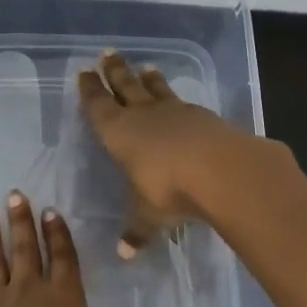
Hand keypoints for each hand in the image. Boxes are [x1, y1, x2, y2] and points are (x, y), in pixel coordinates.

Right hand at [77, 51, 259, 254]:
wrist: (222, 169)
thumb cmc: (169, 190)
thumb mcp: (149, 215)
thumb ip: (137, 230)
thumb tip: (125, 253)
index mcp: (120, 133)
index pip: (99, 106)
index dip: (91, 90)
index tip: (84, 72)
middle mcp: (145, 116)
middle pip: (126, 87)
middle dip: (115, 71)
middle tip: (108, 53)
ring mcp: (177, 112)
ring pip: (157, 90)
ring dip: (150, 80)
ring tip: (146, 67)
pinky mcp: (205, 117)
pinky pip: (185, 104)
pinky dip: (178, 100)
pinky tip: (182, 103)